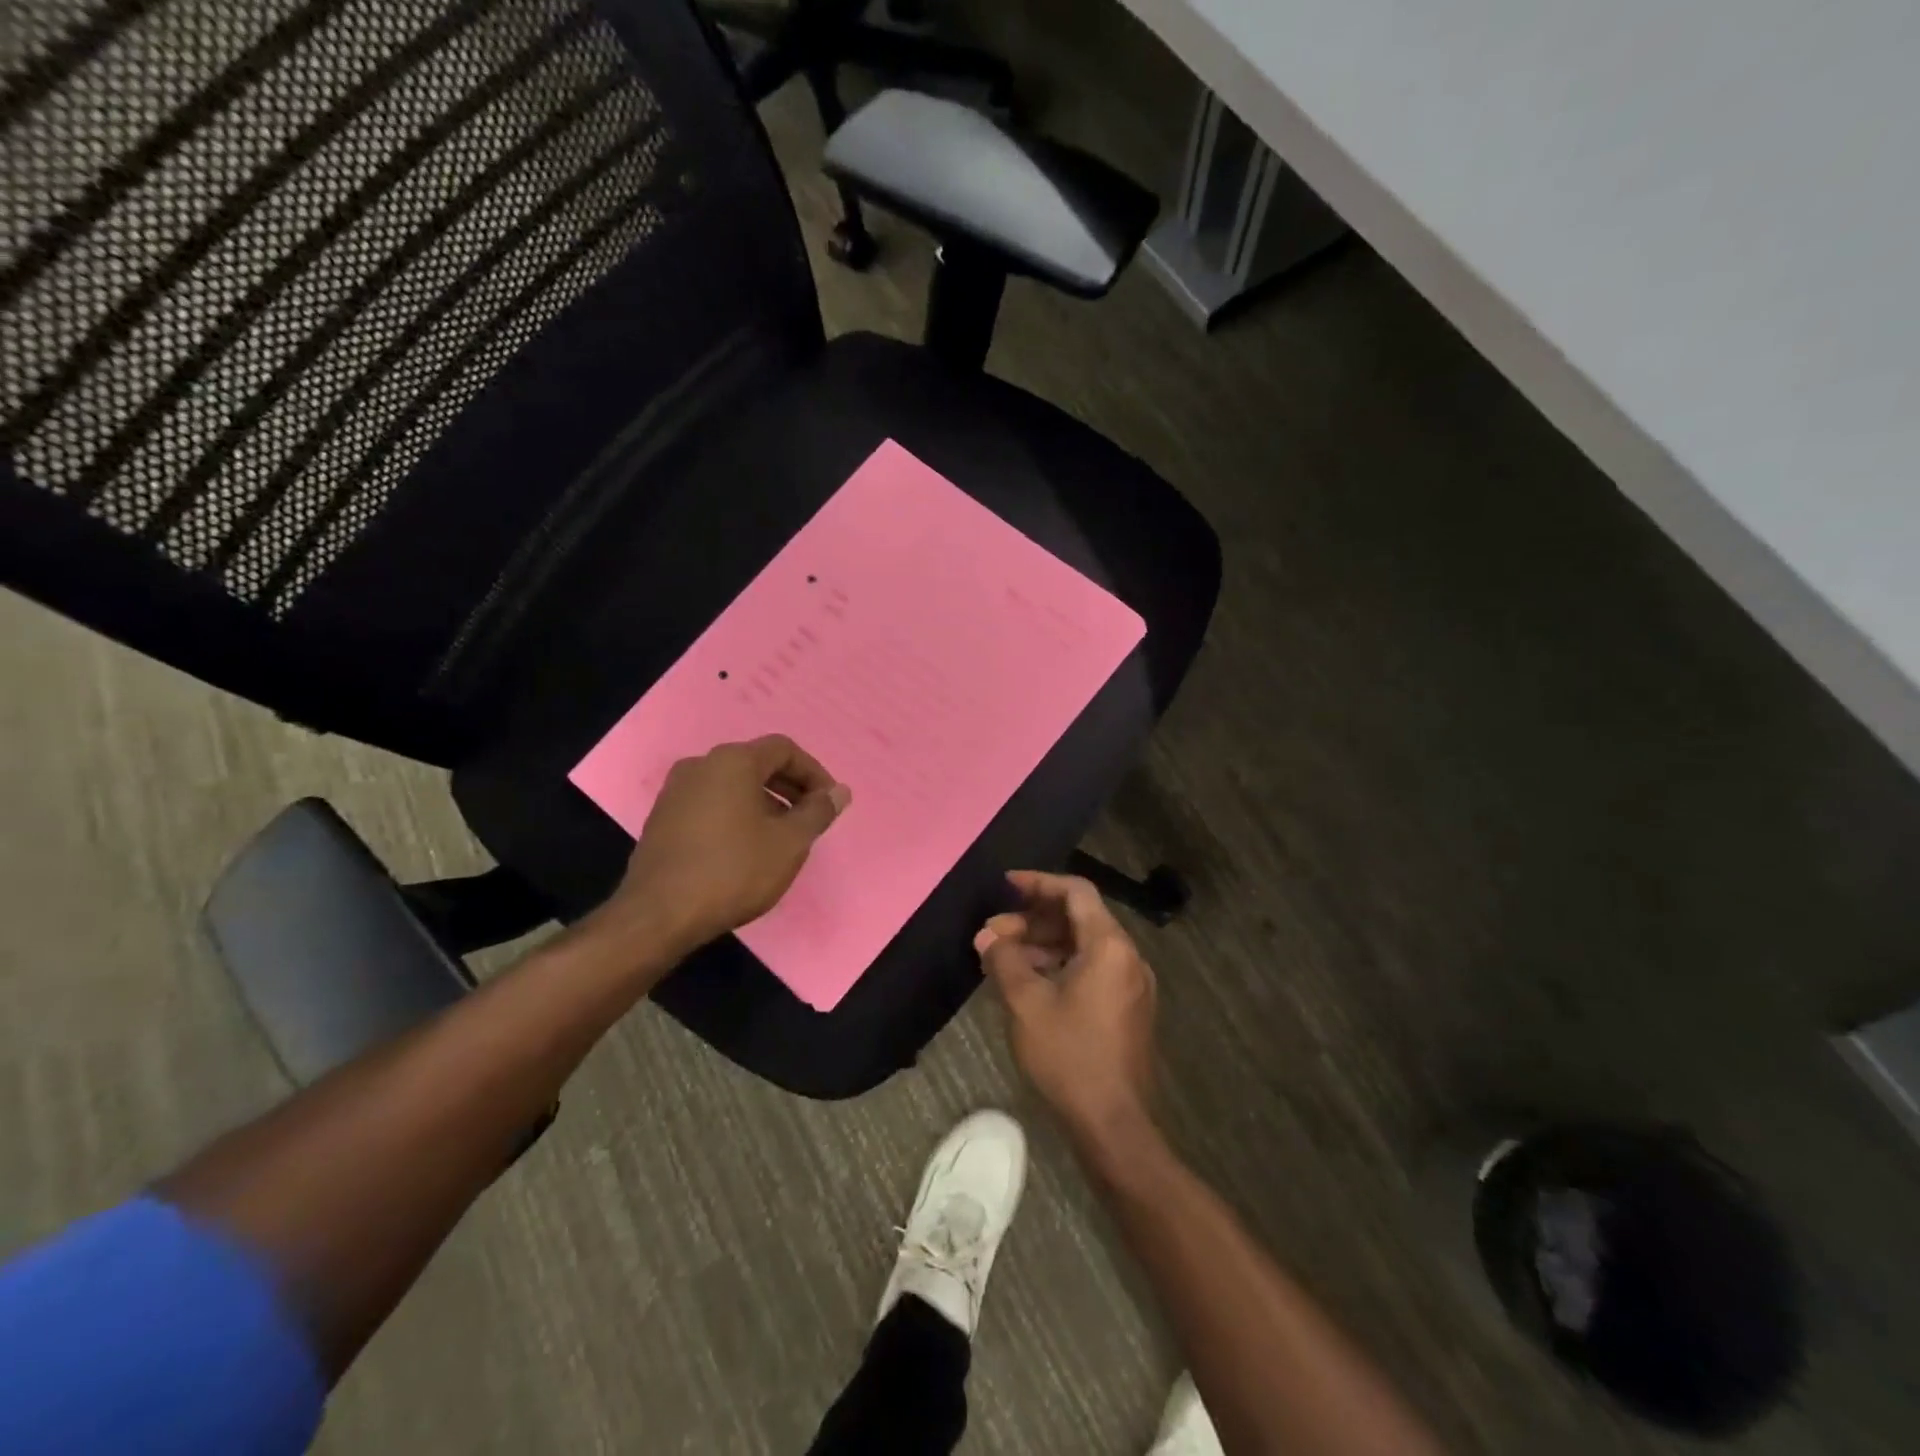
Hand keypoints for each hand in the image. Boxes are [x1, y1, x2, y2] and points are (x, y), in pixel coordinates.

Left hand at [602, 735, 849, 952]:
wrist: (658, 915)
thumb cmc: (733, 871)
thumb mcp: (789, 843)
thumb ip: (818, 812)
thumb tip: (839, 792)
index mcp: (732, 761)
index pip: (784, 749)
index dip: (814, 772)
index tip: (829, 803)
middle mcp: (700, 765)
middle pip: (756, 764)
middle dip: (790, 788)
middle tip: (810, 819)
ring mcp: (675, 792)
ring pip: (732, 785)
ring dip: (764, 803)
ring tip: (781, 838)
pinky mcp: (662, 819)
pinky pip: (710, 804)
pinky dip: (736, 815)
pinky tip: (745, 849)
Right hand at [975, 872, 1157, 1147]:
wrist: (1113, 1124)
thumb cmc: (1069, 1056)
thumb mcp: (1027, 1003)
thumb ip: (1005, 960)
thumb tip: (987, 935)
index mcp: (1109, 946)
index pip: (1076, 892)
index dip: (1039, 883)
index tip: (1006, 885)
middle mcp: (1128, 957)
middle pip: (1080, 917)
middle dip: (1034, 919)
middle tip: (994, 932)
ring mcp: (1132, 984)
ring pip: (1085, 945)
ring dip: (1044, 943)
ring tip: (1004, 957)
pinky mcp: (1128, 1008)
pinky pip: (1093, 969)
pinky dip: (1061, 965)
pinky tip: (1030, 982)